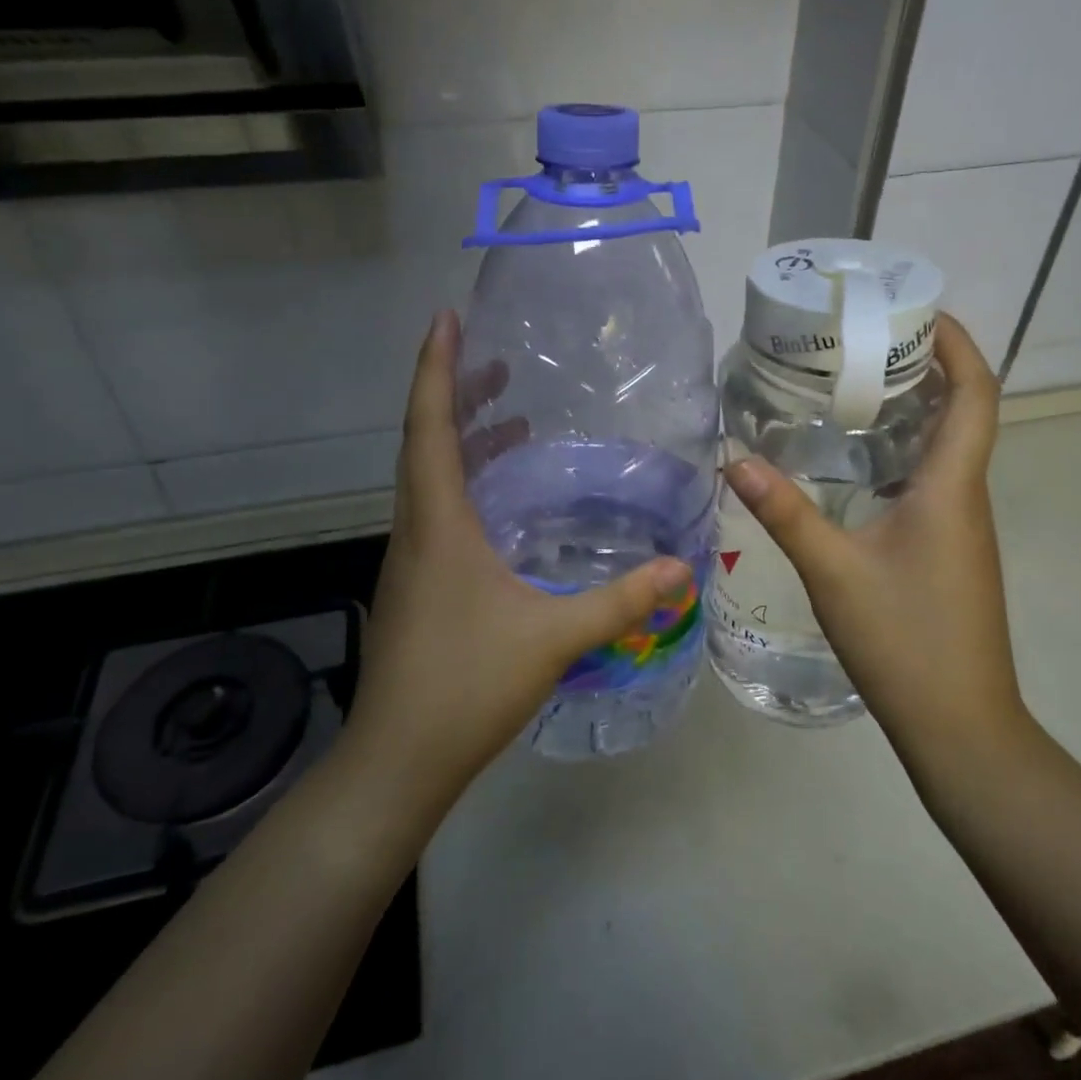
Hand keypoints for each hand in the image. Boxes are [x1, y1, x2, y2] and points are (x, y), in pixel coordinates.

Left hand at [347, 310, 691, 812]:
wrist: (398, 761)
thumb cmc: (467, 686)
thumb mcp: (554, 637)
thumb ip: (621, 601)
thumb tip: (682, 569)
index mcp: (438, 523)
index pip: (429, 426)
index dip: (435, 368)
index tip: (445, 319)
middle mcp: (415, 530)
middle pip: (425, 443)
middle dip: (454, 393)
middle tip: (494, 361)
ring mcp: (410, 560)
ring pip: (427, 479)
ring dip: (459, 440)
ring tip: (507, 420)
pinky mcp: (416, 586)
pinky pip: (435, 512)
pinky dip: (463, 485)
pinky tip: (501, 503)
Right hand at [723, 313, 1026, 768]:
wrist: (960, 726)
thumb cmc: (904, 641)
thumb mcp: (833, 571)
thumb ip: (785, 512)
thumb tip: (734, 460)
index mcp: (951, 488)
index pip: (975, 392)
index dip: (956, 343)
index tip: (917, 309)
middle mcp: (967, 497)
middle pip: (964, 411)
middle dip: (925, 366)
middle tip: (863, 342)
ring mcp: (963, 528)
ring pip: (948, 448)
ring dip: (913, 410)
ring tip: (852, 388)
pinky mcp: (951, 552)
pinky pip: (934, 481)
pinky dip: (903, 453)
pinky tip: (855, 465)